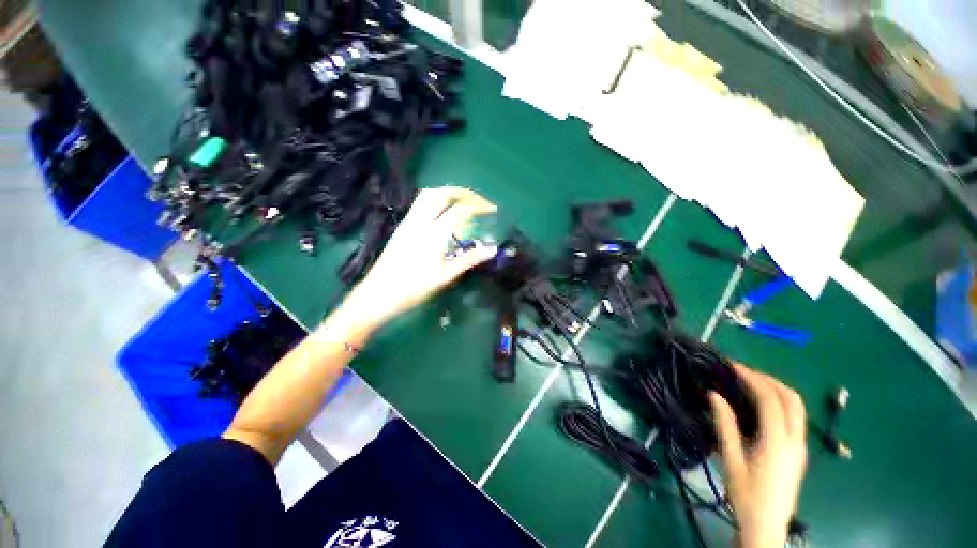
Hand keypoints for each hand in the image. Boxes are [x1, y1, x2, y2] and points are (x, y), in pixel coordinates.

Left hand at [343, 186, 497, 329]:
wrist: (378, 294)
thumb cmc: (414, 288)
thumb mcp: (445, 276)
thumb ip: (469, 259)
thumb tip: (492, 249)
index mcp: (433, 234)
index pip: (460, 210)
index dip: (479, 206)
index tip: (493, 209)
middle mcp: (419, 222)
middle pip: (442, 194)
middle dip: (463, 193)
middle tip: (478, 201)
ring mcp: (408, 222)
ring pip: (428, 195)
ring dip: (448, 192)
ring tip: (464, 202)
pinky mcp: (402, 226)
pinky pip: (420, 203)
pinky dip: (437, 199)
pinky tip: (444, 211)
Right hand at [709, 364, 806, 547]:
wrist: (767, 526)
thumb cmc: (745, 494)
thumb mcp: (730, 460)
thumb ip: (725, 426)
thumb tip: (715, 395)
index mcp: (777, 443)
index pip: (770, 400)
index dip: (752, 379)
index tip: (733, 366)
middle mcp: (795, 441)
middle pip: (791, 399)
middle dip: (768, 379)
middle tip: (743, 372)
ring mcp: (801, 447)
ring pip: (797, 408)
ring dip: (777, 389)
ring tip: (752, 383)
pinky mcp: (799, 452)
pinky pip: (796, 418)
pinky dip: (780, 402)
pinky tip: (762, 405)